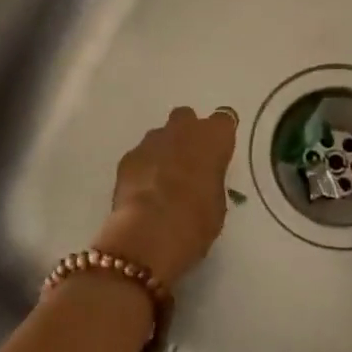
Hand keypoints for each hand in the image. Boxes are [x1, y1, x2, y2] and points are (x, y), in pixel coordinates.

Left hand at [93, 107, 237, 290]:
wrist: (150, 232)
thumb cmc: (196, 220)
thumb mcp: (217, 203)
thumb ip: (210, 181)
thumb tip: (202, 181)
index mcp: (213, 137)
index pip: (223, 121)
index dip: (219, 137)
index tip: (218, 153)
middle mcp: (183, 129)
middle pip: (186, 118)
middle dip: (187, 134)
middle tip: (189, 162)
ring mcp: (152, 140)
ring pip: (160, 136)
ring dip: (164, 151)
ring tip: (163, 182)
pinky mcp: (128, 157)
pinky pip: (140, 156)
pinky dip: (143, 168)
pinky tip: (143, 193)